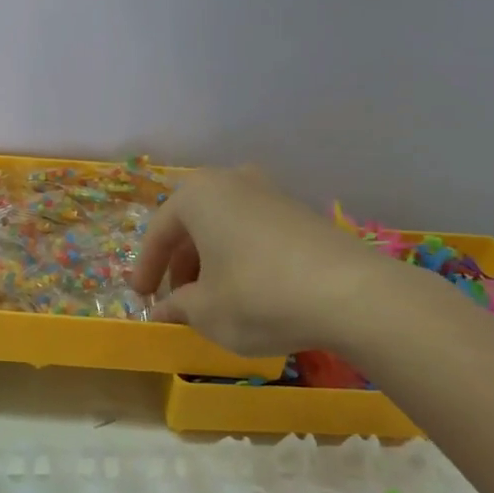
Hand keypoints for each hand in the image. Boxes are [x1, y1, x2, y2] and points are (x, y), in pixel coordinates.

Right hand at [133, 169, 391, 354]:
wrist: (351, 294)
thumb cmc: (257, 295)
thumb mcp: (205, 310)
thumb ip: (176, 307)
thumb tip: (162, 311)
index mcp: (198, 195)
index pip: (159, 232)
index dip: (146, 269)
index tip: (141, 298)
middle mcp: (232, 181)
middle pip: (192, 225)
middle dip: (180, 264)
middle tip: (176, 300)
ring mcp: (270, 193)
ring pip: (224, 228)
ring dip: (210, 262)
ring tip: (211, 300)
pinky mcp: (301, 213)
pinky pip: (254, 233)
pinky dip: (240, 258)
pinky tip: (247, 291)